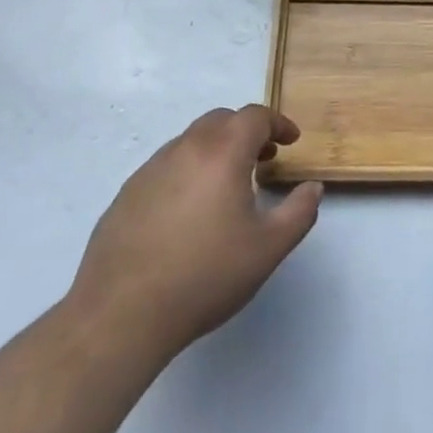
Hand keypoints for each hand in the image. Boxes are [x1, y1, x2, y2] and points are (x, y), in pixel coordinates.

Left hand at [67, 105, 322, 373]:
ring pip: (190, 141)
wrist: (120, 316)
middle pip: (221, 120)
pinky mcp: (126, 195)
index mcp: (222, 152)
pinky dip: (187, 172)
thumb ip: (299, 212)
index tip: (291, 141)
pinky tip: (188, 213)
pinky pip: (165, 167)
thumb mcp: (268, 249)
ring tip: (227, 186)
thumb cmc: (204, 276)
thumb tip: (312, 188)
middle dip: (246, 131)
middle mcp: (185, 148)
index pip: (255, 116)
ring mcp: (150, 170)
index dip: (278, 123)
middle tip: (262, 157)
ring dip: (215, 150)